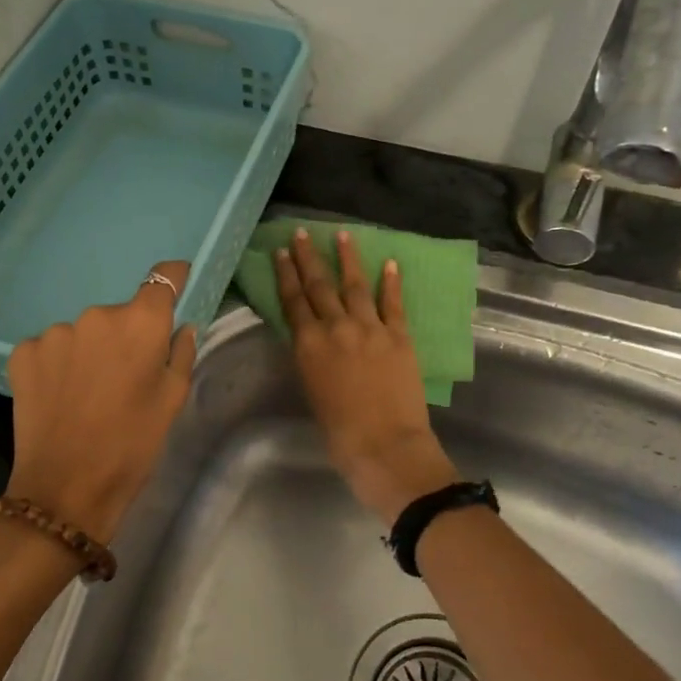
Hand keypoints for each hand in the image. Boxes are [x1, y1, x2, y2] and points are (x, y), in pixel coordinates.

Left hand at [4, 260, 196, 544]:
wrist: (65, 488)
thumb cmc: (132, 445)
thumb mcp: (172, 402)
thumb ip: (181, 353)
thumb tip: (181, 326)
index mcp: (140, 323)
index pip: (162, 279)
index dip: (172, 278)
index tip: (177, 281)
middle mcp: (96, 315)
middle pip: (119, 314)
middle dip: (125, 337)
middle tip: (125, 377)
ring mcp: (55, 332)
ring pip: (83, 333)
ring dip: (89, 352)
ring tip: (88, 394)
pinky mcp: (23, 352)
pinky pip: (51, 348)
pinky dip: (59, 365)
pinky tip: (61, 396)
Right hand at [274, 227, 458, 526]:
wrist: (385, 446)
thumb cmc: (339, 432)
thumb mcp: (311, 390)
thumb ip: (311, 358)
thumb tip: (312, 339)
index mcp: (309, 345)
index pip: (293, 301)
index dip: (286, 275)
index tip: (281, 252)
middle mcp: (336, 328)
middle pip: (319, 286)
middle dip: (309, 258)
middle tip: (302, 234)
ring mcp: (370, 329)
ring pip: (355, 285)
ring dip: (347, 259)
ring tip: (343, 235)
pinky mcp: (399, 336)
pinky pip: (393, 303)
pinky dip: (390, 282)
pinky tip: (389, 263)